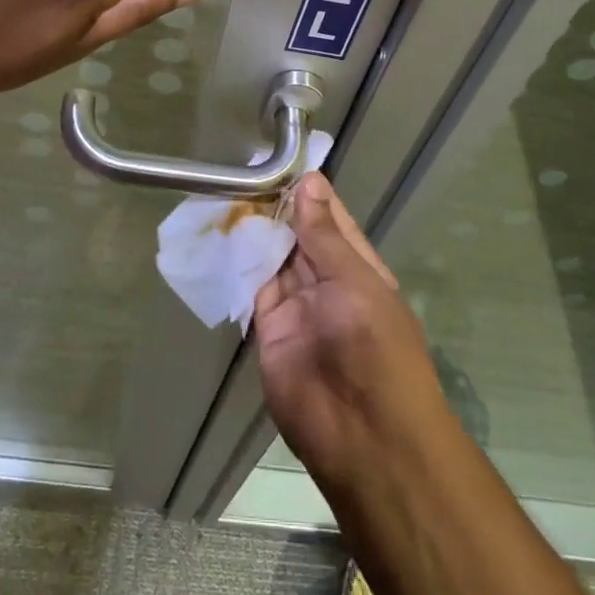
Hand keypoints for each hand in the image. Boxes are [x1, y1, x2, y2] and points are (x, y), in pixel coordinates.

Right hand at [255, 174, 446, 493]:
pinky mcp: (268, 329)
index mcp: (358, 269)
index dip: (311, 193)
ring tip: (228, 192)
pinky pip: (251, 289)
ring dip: (254, 232)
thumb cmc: (374, 346)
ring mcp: (297, 307)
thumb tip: (309, 183)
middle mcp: (327, 284)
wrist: (361, 433)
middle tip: (245, 172)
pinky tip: (220, 234)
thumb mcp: (354, 281)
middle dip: (277, 209)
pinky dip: (238, 264)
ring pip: (272, 259)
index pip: (332, 221)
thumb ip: (324, 235)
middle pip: (298, 238)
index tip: (285, 161)